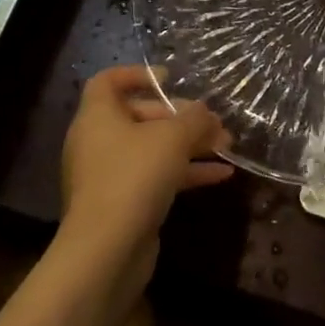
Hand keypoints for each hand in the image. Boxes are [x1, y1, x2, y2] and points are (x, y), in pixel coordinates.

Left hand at [59, 65, 232, 264]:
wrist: (106, 251)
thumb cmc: (134, 176)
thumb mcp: (172, 138)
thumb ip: (193, 119)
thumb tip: (205, 112)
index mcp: (98, 116)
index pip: (109, 81)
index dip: (138, 74)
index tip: (170, 79)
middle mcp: (98, 142)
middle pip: (140, 116)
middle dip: (180, 116)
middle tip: (213, 121)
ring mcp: (109, 175)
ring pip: (152, 149)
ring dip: (190, 145)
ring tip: (227, 145)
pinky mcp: (123, 204)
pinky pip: (156, 177)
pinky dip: (185, 172)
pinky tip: (222, 175)